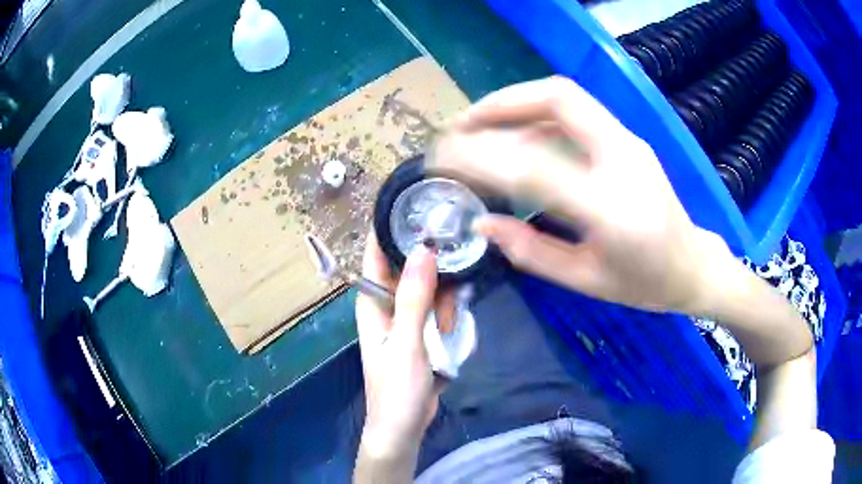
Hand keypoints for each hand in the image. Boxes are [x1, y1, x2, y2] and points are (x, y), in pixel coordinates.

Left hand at [355, 234, 451, 464]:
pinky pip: (438, 308)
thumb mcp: (406, 342)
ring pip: (430, 288)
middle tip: (453, 279)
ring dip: (444, 302)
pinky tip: (454, 329)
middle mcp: (387, 304)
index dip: (390, 229)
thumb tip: (424, 249)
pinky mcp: (422, 331)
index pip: (376, 254)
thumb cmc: (396, 388)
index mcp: (372, 302)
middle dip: (433, 271)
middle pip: (411, 267)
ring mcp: (406, 318)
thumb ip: (414, 298)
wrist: (404, 426)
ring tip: (448, 328)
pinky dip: (448, 314)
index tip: (416, 206)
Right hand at [432, 76, 734, 314]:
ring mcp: (628, 141)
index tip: (443, 158)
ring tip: (478, 126)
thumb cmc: (644, 284)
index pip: (536, 168)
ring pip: (566, 97)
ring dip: (516, 103)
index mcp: (612, 210)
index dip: (482, 157)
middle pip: (558, 98)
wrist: (692, 264)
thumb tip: (482, 223)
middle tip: (460, 125)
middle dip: (500, 103)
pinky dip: (536, 115)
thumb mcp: (585, 281)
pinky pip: (575, 112)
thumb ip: (531, 252)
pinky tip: (516, 136)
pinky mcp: (627, 137)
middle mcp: (622, 159)